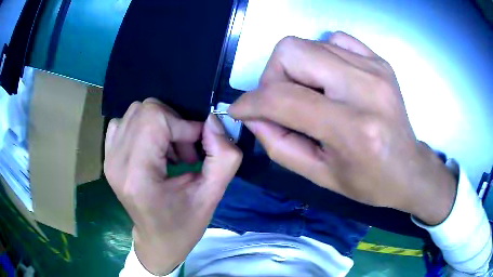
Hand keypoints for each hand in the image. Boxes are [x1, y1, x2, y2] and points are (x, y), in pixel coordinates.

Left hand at [104, 98, 241, 274]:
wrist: (157, 241)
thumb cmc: (183, 225)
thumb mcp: (212, 196)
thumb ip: (223, 158)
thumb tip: (213, 121)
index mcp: (137, 175)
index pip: (154, 118)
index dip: (183, 124)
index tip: (197, 147)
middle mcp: (116, 161)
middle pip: (144, 110)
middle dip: (173, 123)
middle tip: (185, 151)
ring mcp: (108, 157)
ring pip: (135, 112)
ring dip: (160, 125)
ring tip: (170, 152)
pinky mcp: (108, 156)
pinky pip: (124, 122)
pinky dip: (143, 127)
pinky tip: (153, 148)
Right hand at [229, 32, 455, 225]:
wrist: (409, 169)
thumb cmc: (368, 182)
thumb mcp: (319, 176)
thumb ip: (279, 145)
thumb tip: (253, 116)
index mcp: (352, 128)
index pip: (283, 98)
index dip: (250, 102)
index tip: (240, 110)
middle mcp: (365, 88)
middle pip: (292, 51)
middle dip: (273, 76)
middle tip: (281, 101)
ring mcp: (375, 68)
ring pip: (309, 43)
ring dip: (296, 69)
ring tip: (309, 95)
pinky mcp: (379, 61)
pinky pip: (335, 40)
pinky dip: (321, 55)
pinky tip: (330, 79)